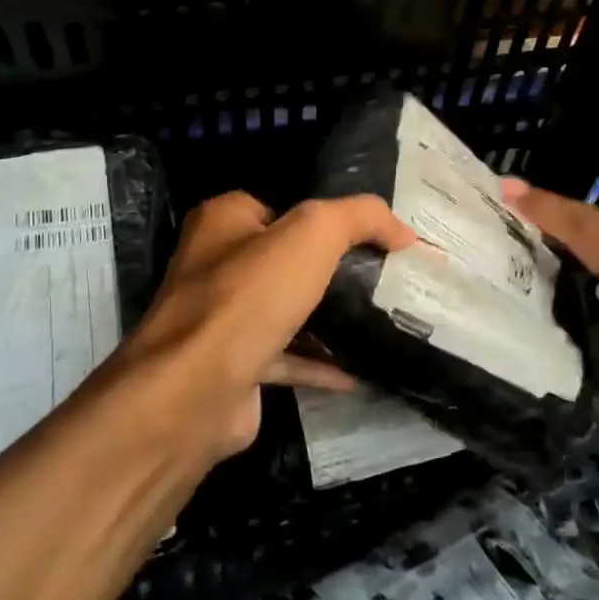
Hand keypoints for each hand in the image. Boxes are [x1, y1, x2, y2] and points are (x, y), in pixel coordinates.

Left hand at [120, 191, 417, 459]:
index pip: (283, 207)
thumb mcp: (314, 234)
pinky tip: (355, 372)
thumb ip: (360, 217)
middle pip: (284, 259)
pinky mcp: (232, 366)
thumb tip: (401, 230)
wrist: (196, 391)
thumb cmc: (250, 296)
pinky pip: (284, 358)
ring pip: (284, 309)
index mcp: (224, 220)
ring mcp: (220, 319)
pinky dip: (317, 364)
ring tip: (375, 319)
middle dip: (331, 269)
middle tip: (380, 278)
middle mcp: (215, 264)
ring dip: (325, 317)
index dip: (327, 219)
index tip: (372, 237)